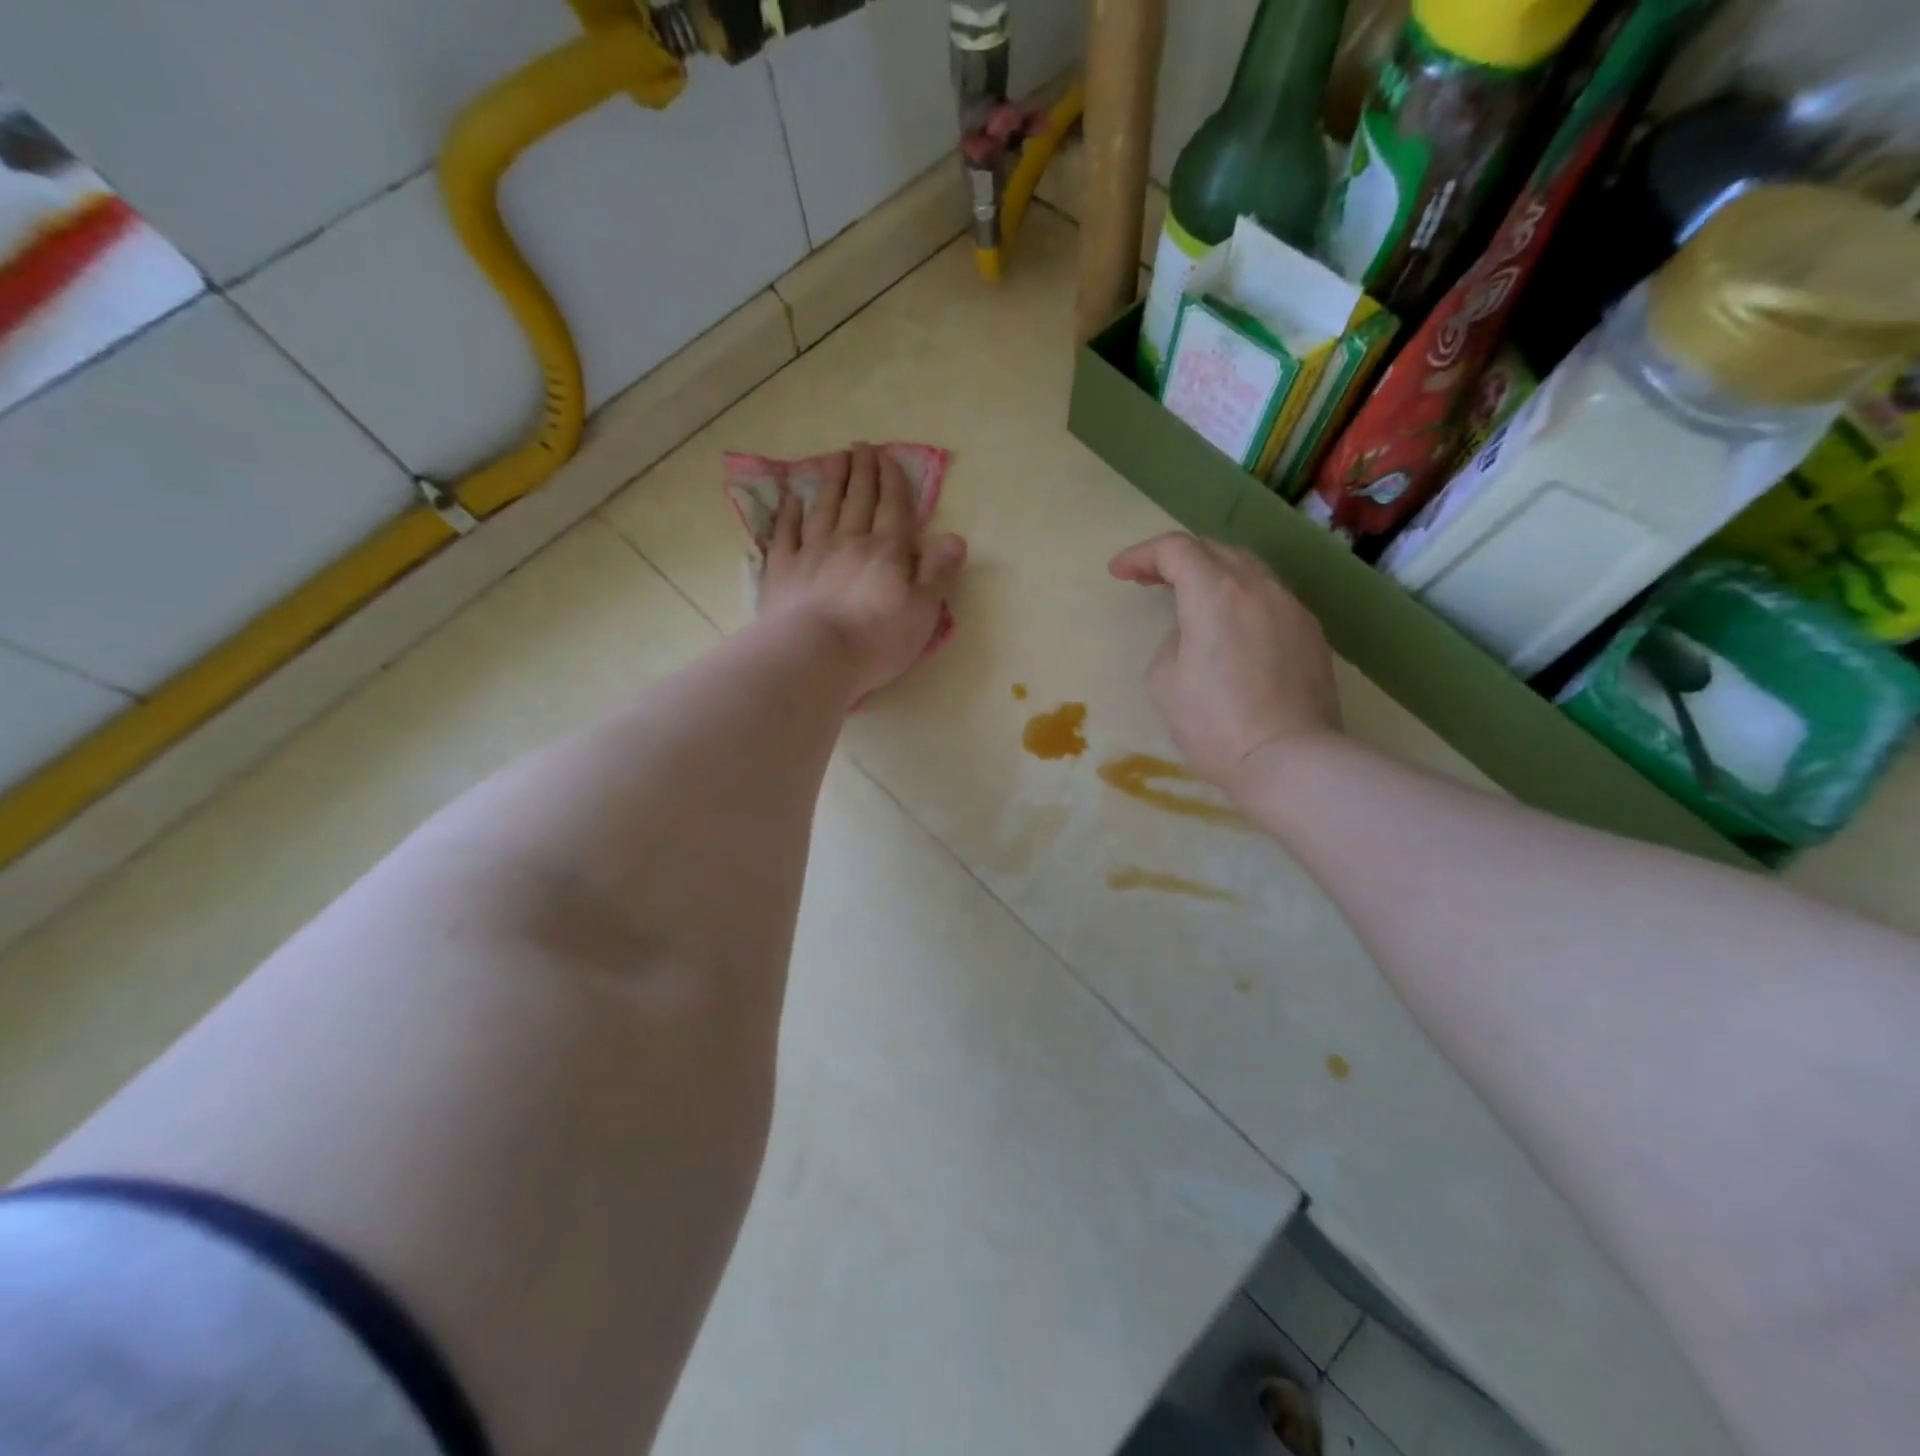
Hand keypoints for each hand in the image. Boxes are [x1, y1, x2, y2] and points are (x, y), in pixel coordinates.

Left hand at [760, 442, 966, 700]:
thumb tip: (956, 537)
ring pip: (824, 508)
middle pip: (858, 499)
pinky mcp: (783, 569)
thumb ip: (938, 573)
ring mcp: (812, 552)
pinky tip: (791, 498)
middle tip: (862, 446)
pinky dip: (789, 513)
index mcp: (887, 552)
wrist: (814, 656)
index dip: (893, 481)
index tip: (889, 457)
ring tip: (835, 458)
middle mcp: (850, 541)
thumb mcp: (923, 612)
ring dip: (831, 481)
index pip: (893, 508)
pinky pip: (786, 533)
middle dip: (863, 471)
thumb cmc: (876, 640)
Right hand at [1109, 532, 1340, 795]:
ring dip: (1213, 575)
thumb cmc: (1213, 723)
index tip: (1119, 573)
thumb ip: (1174, 639)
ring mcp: (1292, 608)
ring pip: (1248, 571)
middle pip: (1214, 550)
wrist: (1288, 759)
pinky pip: (1270, 598)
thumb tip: (1195, 633)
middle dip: (1176, 559)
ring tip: (1191, 598)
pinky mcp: (1311, 633)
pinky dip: (1241, 599)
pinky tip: (1231, 627)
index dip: (1141, 555)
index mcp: (1215, 593)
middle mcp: (1258, 587)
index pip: (1175, 550)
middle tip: (1149, 580)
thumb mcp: (1164, 680)